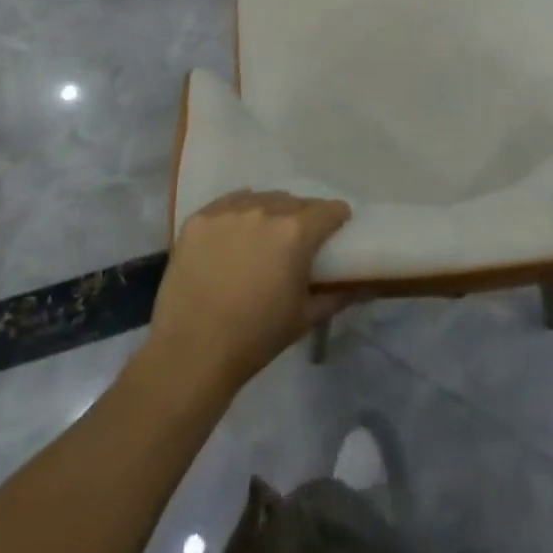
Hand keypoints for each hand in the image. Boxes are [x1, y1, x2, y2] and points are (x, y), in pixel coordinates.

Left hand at [149, 189, 351, 391]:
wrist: (191, 354)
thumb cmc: (256, 338)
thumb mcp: (305, 318)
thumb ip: (337, 295)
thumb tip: (362, 285)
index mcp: (296, 232)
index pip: (329, 210)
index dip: (337, 220)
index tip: (334, 233)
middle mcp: (265, 209)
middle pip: (295, 202)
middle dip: (302, 219)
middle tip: (296, 244)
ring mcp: (229, 210)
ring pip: (262, 199)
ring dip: (269, 214)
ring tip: (262, 239)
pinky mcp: (199, 217)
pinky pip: (228, 203)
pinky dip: (237, 214)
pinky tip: (233, 237)